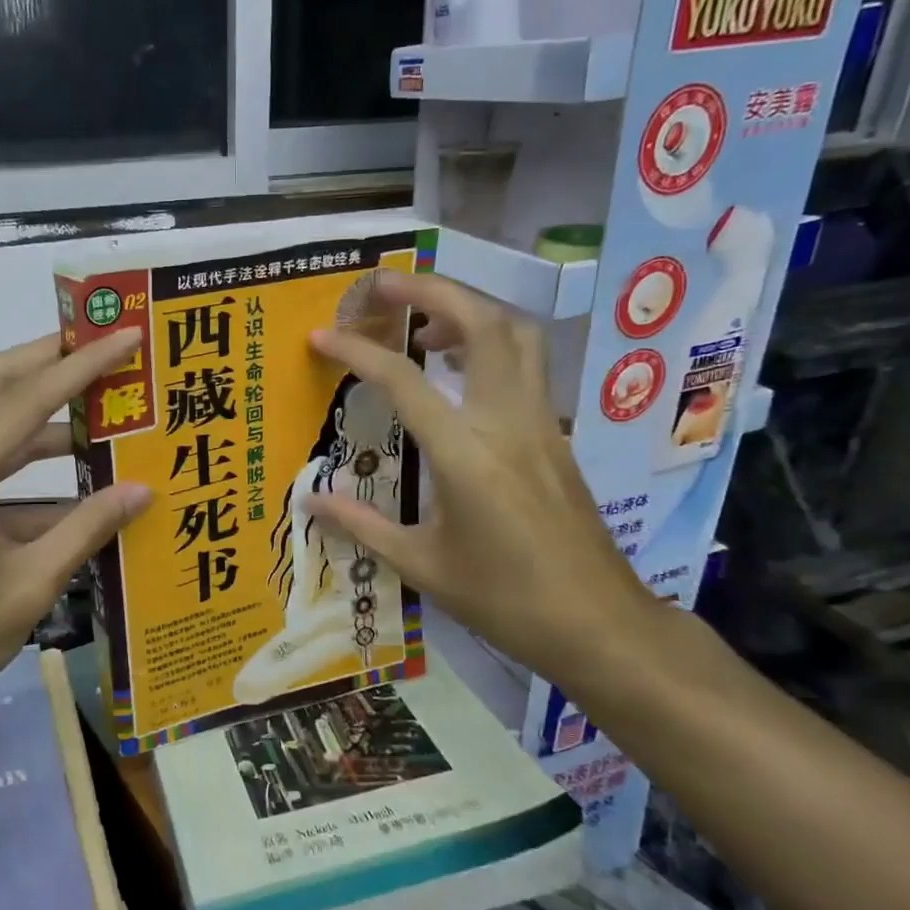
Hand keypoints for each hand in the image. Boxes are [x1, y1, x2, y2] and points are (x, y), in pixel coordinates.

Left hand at [0, 330, 151, 720]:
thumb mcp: (31, 585)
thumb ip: (88, 529)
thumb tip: (143, 490)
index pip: (28, 399)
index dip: (82, 364)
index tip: (126, 335)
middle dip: (48, 357)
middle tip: (103, 346)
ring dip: (42, 406)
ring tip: (101, 404)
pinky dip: (31, 457)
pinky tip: (78, 476)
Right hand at [304, 271, 658, 682]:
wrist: (599, 624)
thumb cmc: (506, 600)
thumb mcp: (423, 566)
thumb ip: (362, 527)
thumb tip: (309, 502)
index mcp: (466, 453)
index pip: (404, 380)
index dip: (357, 351)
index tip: (321, 335)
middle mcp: (508, 420)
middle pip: (481, 322)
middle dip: (431, 290)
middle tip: (383, 286)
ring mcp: (541, 422)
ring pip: (516, 334)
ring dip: (469, 309)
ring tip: (424, 324)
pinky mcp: (557, 434)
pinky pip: (527, 364)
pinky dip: (491, 343)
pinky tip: (460, 372)